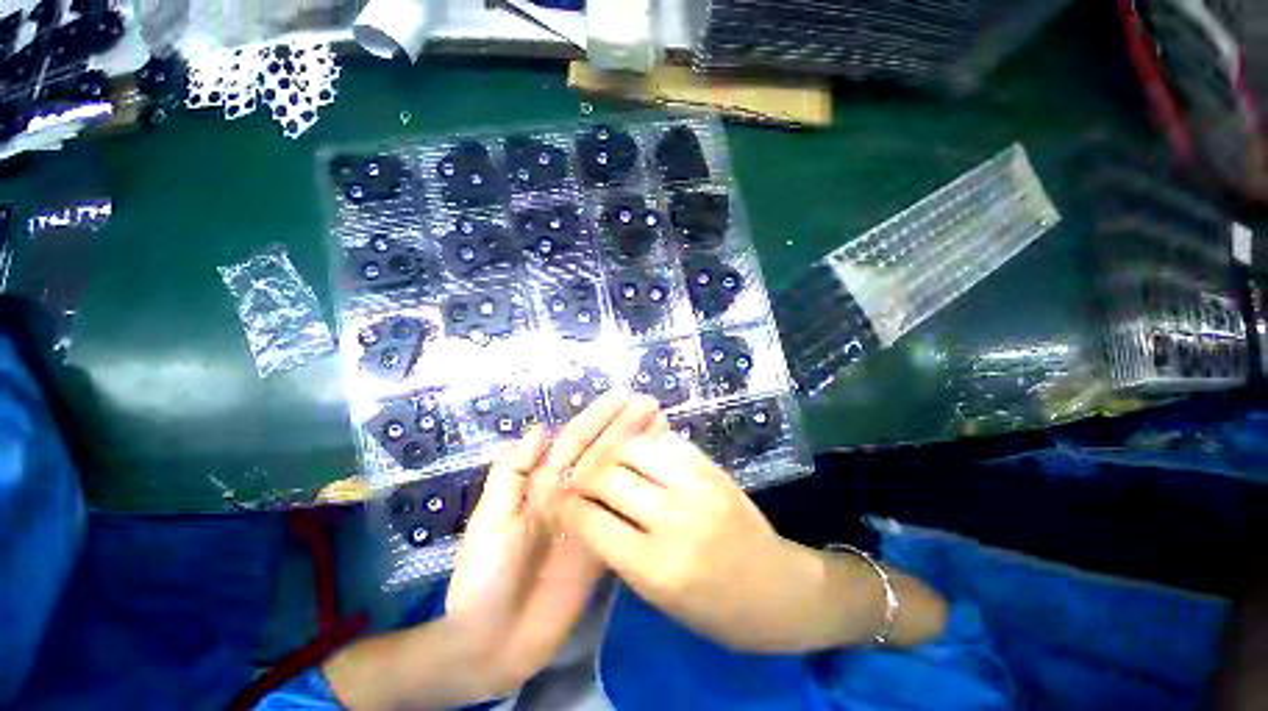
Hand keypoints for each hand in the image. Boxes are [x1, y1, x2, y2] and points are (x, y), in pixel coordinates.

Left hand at [323, 393, 668, 709]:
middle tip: (653, 405)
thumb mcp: (489, 520)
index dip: (599, 417)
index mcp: (542, 481)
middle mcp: (570, 491)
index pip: (575, 439)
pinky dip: (641, 486)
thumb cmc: (485, 576)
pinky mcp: (604, 541)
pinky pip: (624, 508)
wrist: (495, 643)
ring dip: (639, 448)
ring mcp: (590, 515)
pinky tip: (657, 469)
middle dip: (626, 426)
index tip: (624, 397)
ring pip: (618, 473)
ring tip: (663, 425)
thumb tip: (541, 428)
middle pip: (602, 451)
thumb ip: (512, 473)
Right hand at [558, 432, 836, 651]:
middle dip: (585, 475)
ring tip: (610, 463)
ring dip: (614, 454)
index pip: (591, 521)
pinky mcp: (712, 467)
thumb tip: (588, 508)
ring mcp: (696, 486)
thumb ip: (620, 549)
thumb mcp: (658, 597)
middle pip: (607, 477)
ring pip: (634, 449)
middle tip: (582, 479)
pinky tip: (643, 456)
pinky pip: (666, 442)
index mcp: (655, 567)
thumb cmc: (715, 608)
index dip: (569, 507)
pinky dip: (647, 446)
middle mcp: (673, 520)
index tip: (562, 501)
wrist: (776, 588)